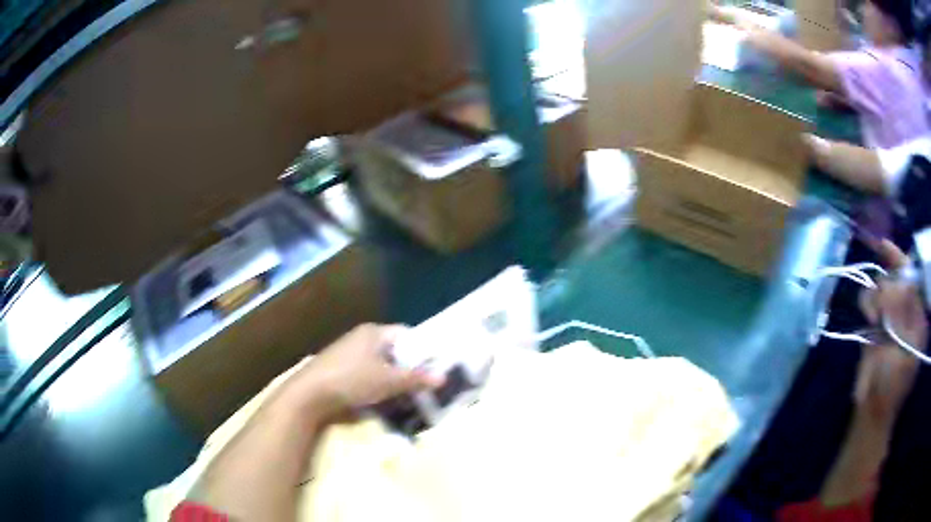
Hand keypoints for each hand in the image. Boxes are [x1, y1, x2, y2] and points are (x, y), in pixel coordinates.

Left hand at [282, 324, 443, 420]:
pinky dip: (379, 387)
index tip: (435, 369)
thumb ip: (416, 378)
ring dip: (394, 381)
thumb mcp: (388, 381)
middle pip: (394, 352)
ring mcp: (349, 355)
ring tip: (409, 398)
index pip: (406, 335)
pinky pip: (368, 376)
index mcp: (374, 333)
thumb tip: (443, 378)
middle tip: (425, 387)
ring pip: (381, 366)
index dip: (422, 350)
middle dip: (409, 370)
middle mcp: (361, 339)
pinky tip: (385, 402)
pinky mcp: (341, 371)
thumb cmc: (352, 380)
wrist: (310, 394)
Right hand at [857, 241, 926, 422]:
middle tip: (880, 305)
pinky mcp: (876, 323)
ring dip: (877, 296)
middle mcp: (906, 310)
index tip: (885, 246)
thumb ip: (905, 316)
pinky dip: (867, 303)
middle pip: (897, 277)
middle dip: (888, 284)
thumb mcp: (905, 352)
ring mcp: (891, 316)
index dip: (903, 260)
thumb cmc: (892, 386)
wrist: (872, 410)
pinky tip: (869, 319)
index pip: (914, 276)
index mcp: (918, 316)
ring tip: (873, 318)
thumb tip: (896, 281)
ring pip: (882, 285)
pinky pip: (870, 299)